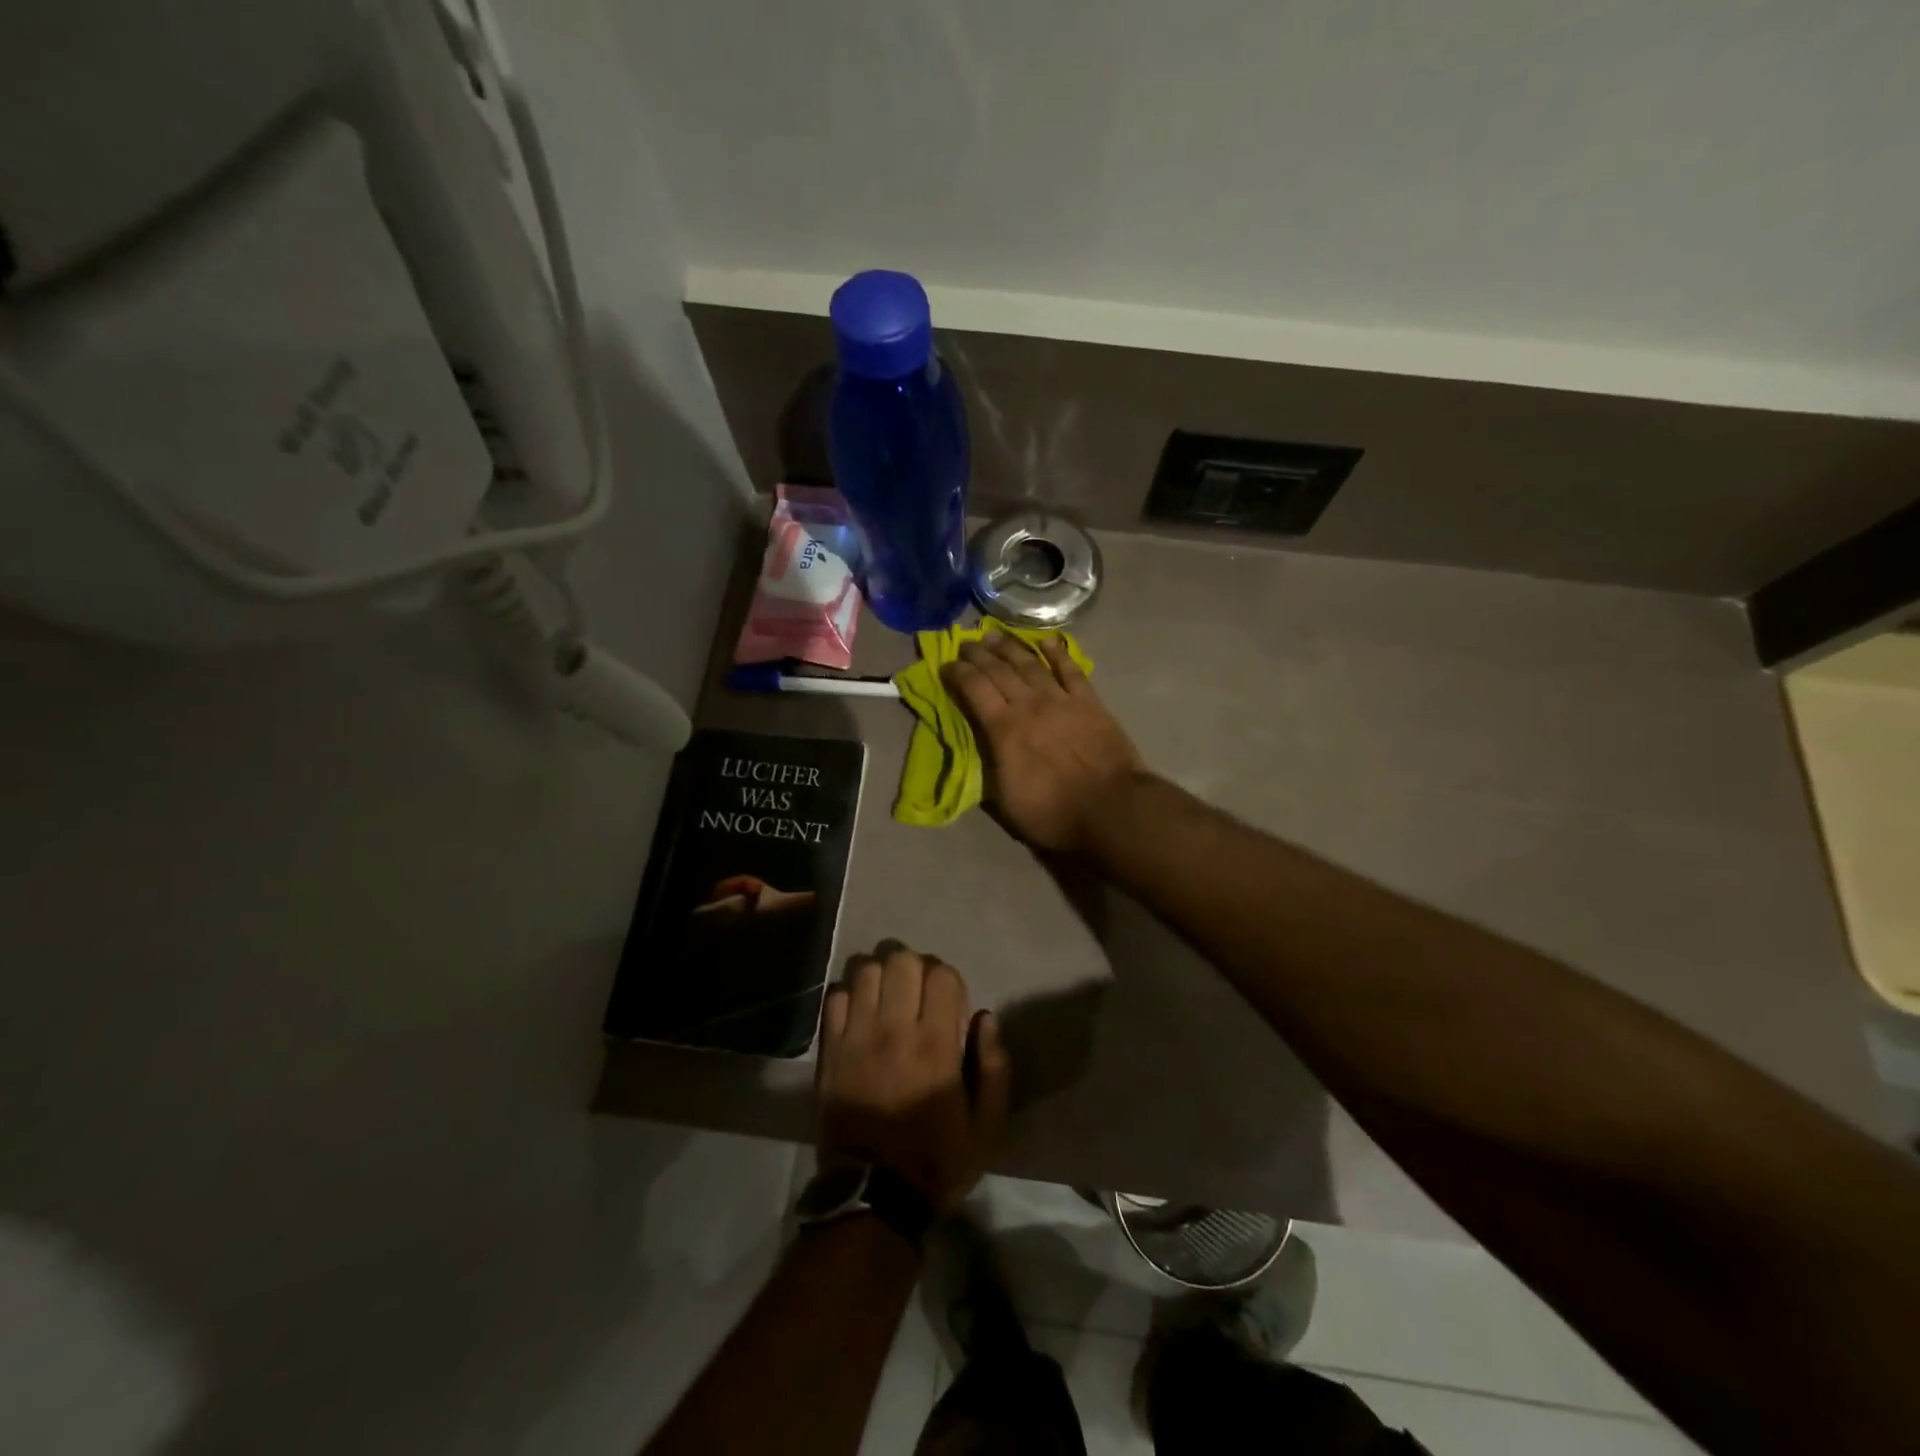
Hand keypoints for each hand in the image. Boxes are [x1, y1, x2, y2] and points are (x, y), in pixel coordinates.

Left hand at [818, 941, 1011, 1211]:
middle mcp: (894, 1031)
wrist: (872, 1197)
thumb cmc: (936, 1160)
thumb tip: (985, 1017)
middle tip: (919, 994)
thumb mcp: (986, 1127)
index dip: (949, 980)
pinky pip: (835, 996)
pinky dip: (850, 995)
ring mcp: (856, 1037)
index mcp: (936, 1046)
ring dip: (882, 975)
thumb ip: (994, 1068)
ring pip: (866, 970)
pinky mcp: (830, 1050)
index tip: (950, 1003)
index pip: (942, 975)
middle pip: (902, 961)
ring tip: (889, 998)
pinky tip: (861, 1014)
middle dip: (916, 968)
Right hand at [944, 629, 1146, 852]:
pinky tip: (1047, 642)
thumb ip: (989, 768)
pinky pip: (1070, 670)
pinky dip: (1057, 653)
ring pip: (1030, 664)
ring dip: (1010, 647)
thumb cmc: (1054, 813)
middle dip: (979, 655)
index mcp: (1004, 729)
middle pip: (999, 671)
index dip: (958, 674)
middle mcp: (1029, 705)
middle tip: (965, 643)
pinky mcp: (1090, 702)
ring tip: (994, 635)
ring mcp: (1061, 700)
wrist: (1112, 809)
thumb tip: (979, 748)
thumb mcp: (1005, 801)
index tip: (946, 664)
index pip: (974, 690)